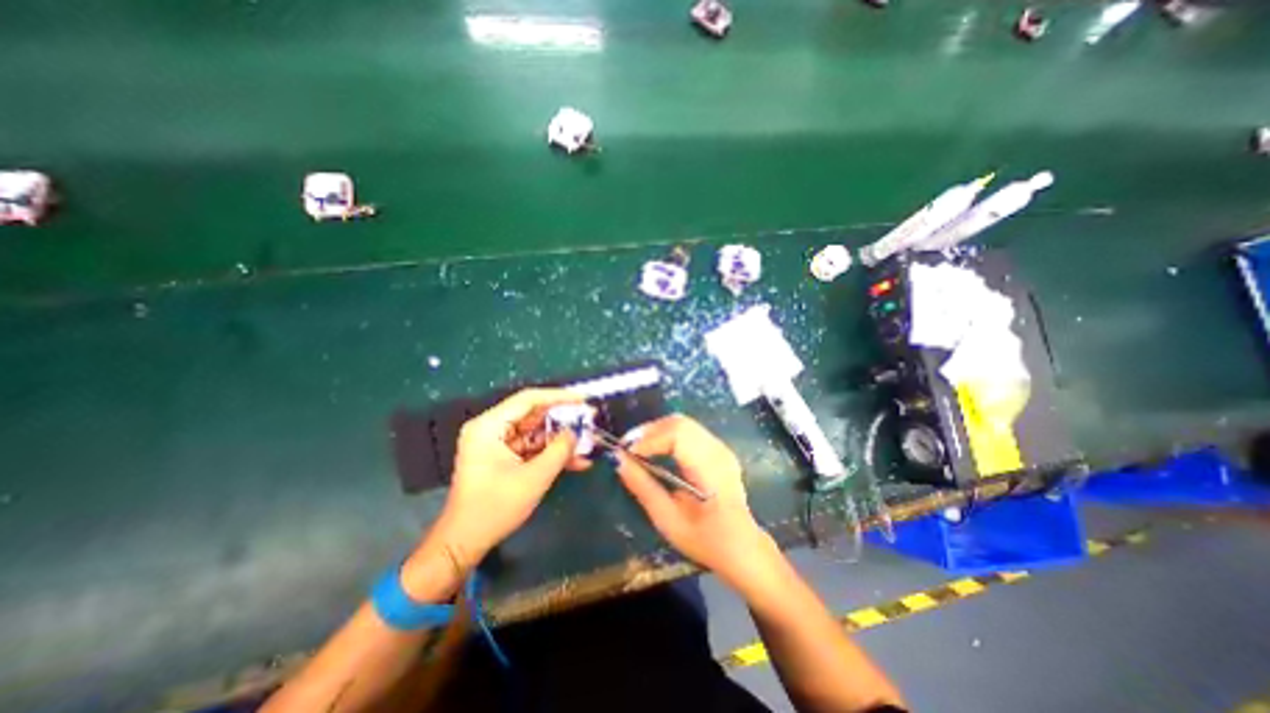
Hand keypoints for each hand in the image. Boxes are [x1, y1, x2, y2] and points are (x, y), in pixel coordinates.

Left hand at [428, 390, 582, 566]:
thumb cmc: (494, 508)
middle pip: (533, 414)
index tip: (583, 399)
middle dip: (563, 420)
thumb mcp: (534, 478)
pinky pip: (532, 447)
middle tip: (589, 420)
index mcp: (489, 426)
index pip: (528, 399)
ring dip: (561, 440)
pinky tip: (576, 460)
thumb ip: (559, 450)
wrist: (464, 543)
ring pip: (536, 432)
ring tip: (587, 443)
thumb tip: (575, 432)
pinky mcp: (504, 457)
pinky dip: (552, 453)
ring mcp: (497, 443)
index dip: (558, 397)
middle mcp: (491, 428)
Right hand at [614, 416, 772, 582]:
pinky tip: (656, 448)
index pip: (677, 436)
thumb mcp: (668, 519)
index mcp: (710, 469)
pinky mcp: (717, 449)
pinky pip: (689, 430)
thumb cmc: (705, 540)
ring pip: (683, 423)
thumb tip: (619, 461)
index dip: (649, 439)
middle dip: (649, 431)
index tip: (625, 453)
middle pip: (679, 423)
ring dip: (657, 430)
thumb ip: (643, 487)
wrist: (741, 547)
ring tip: (637, 447)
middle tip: (627, 447)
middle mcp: (717, 451)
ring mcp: (720, 447)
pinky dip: (667, 434)